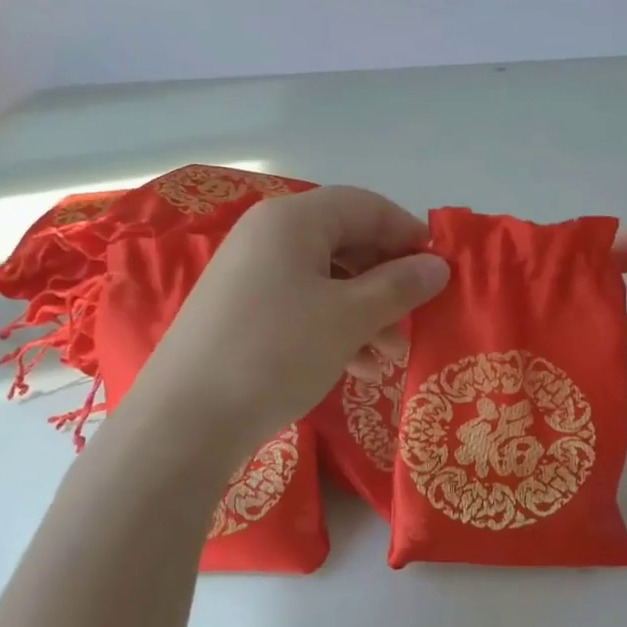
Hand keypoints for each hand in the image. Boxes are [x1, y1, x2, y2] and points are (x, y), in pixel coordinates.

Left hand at [126, 186, 448, 460]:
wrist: (185, 420)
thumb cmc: (276, 352)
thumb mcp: (349, 318)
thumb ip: (399, 286)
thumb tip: (438, 266)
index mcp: (293, 220)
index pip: (366, 206)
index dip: (409, 234)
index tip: (440, 271)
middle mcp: (268, 236)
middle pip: (346, 243)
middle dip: (387, 283)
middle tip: (414, 322)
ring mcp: (250, 274)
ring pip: (326, 280)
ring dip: (365, 313)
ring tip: (388, 358)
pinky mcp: (241, 312)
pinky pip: (301, 306)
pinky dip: (334, 329)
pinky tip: (355, 368)